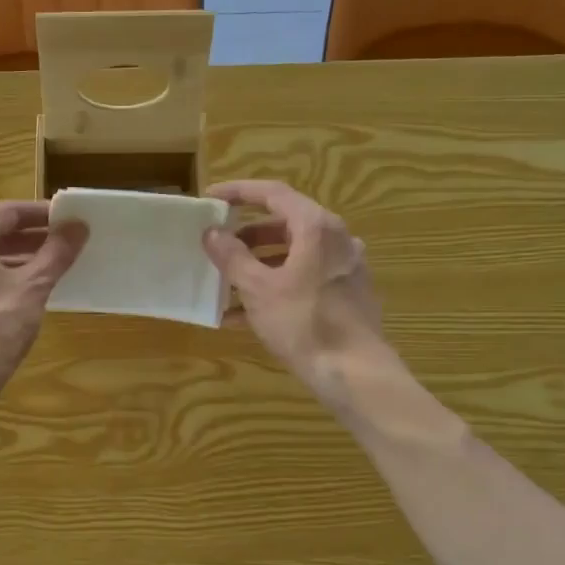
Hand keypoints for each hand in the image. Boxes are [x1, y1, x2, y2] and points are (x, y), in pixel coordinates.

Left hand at [0, 201, 87, 412]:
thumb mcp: (33, 286)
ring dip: (19, 261)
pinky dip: (4, 281)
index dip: (42, 214)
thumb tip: (78, 226)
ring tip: (52, 270)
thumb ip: (56, 253)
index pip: (8, 212)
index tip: (69, 220)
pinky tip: (27, 297)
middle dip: (32, 238)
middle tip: (66, 244)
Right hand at [202, 180, 390, 409]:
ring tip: (227, 284)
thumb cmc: (303, 323)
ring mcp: (345, 267)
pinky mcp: (348, 294)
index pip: (273, 193)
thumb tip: (212, 233)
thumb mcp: (258, 289)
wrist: (354, 372)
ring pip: (295, 254)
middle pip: (285, 224)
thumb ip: (233, 257)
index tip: (210, 199)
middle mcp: (337, 239)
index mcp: (316, 227)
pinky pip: (305, 278)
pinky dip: (277, 286)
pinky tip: (246, 316)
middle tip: (218, 246)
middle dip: (247, 235)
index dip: (239, 192)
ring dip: (259, 264)